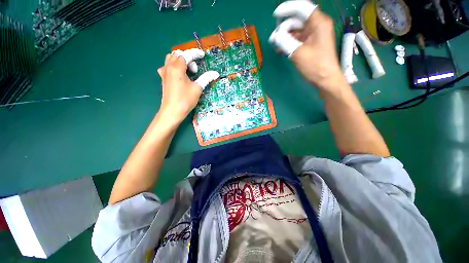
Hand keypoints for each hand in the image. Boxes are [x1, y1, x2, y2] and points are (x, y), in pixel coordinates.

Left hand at [157, 49, 218, 123]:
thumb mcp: (197, 89)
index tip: (203, 55)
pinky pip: (167, 65)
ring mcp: (164, 72)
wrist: (172, 111)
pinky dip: (174, 66)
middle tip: (195, 70)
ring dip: (180, 61)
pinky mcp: (163, 77)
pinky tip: (179, 74)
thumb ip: (206, 78)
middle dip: (188, 58)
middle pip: (178, 54)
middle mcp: (168, 67)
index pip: (187, 55)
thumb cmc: (185, 100)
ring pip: (171, 58)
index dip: (195, 54)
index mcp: (177, 68)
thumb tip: (215, 73)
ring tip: (188, 71)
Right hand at [269, 0, 345, 90]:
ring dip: (285, 36)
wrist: (325, 80)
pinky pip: (298, 39)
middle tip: (273, 38)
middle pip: (297, 19)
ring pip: (296, 30)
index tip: (275, 15)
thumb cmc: (315, 66)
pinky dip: (289, 42)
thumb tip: (276, 35)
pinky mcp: (311, 43)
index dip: (288, 9)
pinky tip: (280, 49)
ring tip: (275, 45)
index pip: (302, 8)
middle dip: (284, 27)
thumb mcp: (298, 53)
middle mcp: (317, 25)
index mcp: (318, 23)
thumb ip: (285, 42)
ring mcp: (314, 35)